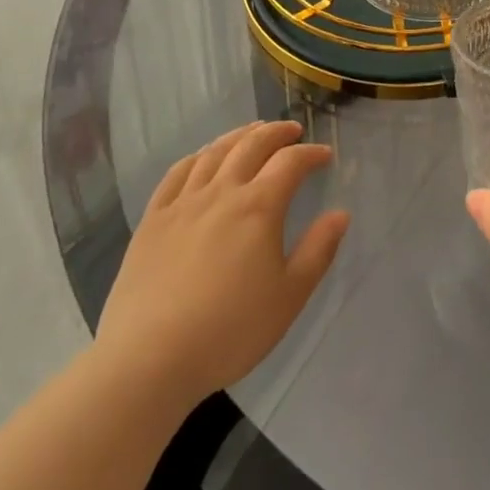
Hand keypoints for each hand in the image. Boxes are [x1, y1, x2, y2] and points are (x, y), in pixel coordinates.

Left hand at [94, 120, 349, 403]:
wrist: (149, 359)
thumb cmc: (230, 330)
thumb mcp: (290, 296)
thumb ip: (318, 250)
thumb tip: (340, 214)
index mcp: (259, 207)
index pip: (291, 162)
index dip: (311, 153)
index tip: (325, 155)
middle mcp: (222, 193)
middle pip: (252, 145)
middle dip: (276, 132)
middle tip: (292, 130)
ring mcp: (183, 204)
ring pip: (214, 153)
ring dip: (238, 135)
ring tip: (252, 132)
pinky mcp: (153, 220)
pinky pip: (177, 174)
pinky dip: (197, 157)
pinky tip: (203, 158)